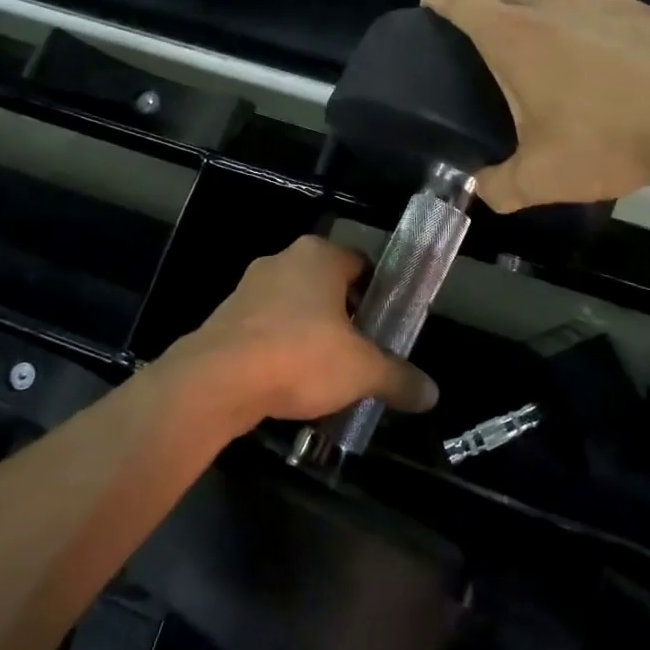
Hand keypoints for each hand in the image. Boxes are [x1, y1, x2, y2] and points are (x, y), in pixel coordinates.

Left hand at [158, 236, 438, 431]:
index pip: (361, 264)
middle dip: (344, 316)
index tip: (386, 324)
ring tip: (326, 371)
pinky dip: (279, 347)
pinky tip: (288, 380)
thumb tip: (432, 394)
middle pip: (326, 285)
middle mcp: (283, 260)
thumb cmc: (300, 356)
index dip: (378, 293)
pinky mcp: (224, 316)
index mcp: (319, 256)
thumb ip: (399, 378)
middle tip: (361, 350)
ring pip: (293, 306)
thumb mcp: (362, 370)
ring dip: (310, 332)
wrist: (217, 380)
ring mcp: (249, 287)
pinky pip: (265, 328)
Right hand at [422, 0, 649, 212]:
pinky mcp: (641, 8)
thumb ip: (498, 187)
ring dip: (545, 34)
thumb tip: (479, 191)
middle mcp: (551, 5)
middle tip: (498, 73)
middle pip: (505, 4)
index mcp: (513, 35)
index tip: (430, 11)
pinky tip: (612, 74)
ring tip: (560, 77)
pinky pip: (598, 16)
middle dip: (492, 30)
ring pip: (554, 10)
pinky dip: (591, 37)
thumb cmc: (609, 139)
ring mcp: (600, 0)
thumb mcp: (542, 179)